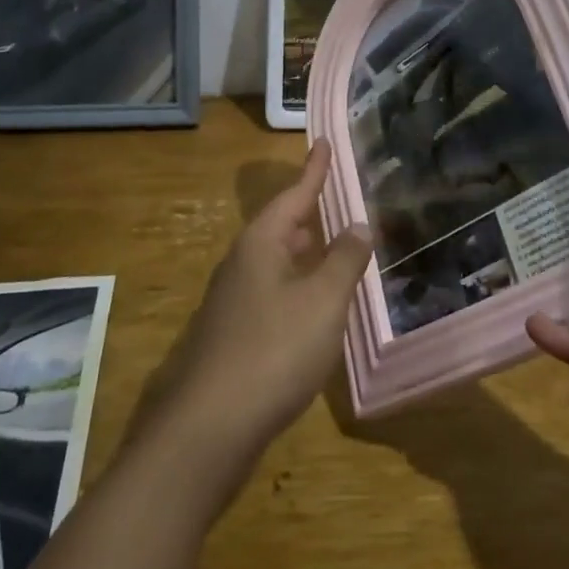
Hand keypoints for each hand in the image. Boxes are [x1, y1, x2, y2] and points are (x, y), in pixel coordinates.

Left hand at [129, 142, 371, 488]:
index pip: (295, 194)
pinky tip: (316, 307)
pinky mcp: (234, 335)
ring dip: (306, 252)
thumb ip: (344, 260)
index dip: (314, 169)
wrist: (210, 426)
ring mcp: (234, 300)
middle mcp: (243, 263)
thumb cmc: (274, 350)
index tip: (324, 142)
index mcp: (262, 243)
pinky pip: (274, 293)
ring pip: (277, 262)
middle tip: (339, 199)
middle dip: (310, 212)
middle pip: (282, 226)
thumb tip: (358, 225)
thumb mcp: (323, 301)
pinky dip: (299, 287)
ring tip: (335, 248)